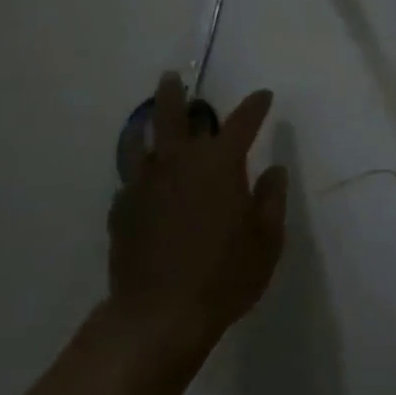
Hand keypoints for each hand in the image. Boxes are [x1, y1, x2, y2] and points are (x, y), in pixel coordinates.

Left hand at [106, 73, 287, 364]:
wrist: (159, 316)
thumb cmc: (225, 275)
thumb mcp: (267, 239)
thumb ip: (271, 198)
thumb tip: (274, 170)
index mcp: (219, 164)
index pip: (242, 122)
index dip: (255, 106)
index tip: (263, 96)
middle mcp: (179, 163)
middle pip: (173, 115)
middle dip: (176, 94)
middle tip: (173, 78)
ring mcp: (144, 184)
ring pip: (141, 141)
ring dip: (147, 122)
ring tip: (148, 116)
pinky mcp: (121, 210)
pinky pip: (130, 177)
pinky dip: (138, 169)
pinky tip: (141, 178)